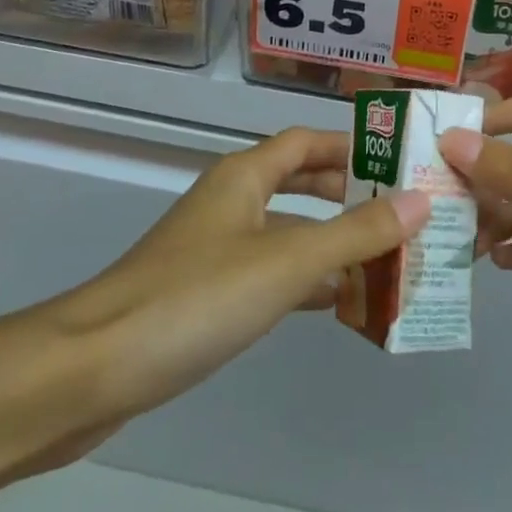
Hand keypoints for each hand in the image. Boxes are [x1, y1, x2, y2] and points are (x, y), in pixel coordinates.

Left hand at [0, 127, 427, 473]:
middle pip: (298, 183)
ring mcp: (214, 249)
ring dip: (330, 242)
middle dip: (347, 194)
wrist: (93, 369)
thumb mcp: (286, 262)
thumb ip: (354, 233)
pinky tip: (335, 303)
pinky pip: (268, 273)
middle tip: (400, 212)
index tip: (397, 159)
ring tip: (385, 261)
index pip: (306, 141)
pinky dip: (304, 281)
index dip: (350, 145)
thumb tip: (419, 200)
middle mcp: (230, 201)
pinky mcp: (204, 294)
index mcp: (244, 176)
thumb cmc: (195, 298)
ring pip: (286, 232)